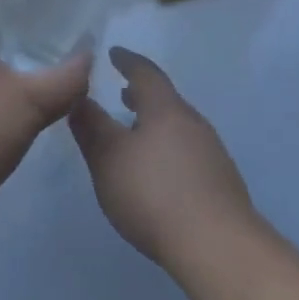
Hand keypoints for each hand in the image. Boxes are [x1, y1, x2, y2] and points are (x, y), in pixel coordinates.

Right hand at [69, 47, 258, 270]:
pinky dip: (168, 147)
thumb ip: (91, 127)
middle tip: (123, 93)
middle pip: (165, 100)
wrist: (216, 245)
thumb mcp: (109, 159)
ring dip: (155, 123)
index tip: (113, 54)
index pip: (146, 73)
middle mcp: (193, 122)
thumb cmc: (154, 193)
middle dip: (142, 95)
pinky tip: (159, 170)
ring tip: (136, 132)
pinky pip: (188, 151)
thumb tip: (78, 98)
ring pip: (178, 126)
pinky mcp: (220, 182)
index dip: (127, 61)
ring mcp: (211, 152)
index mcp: (166, 109)